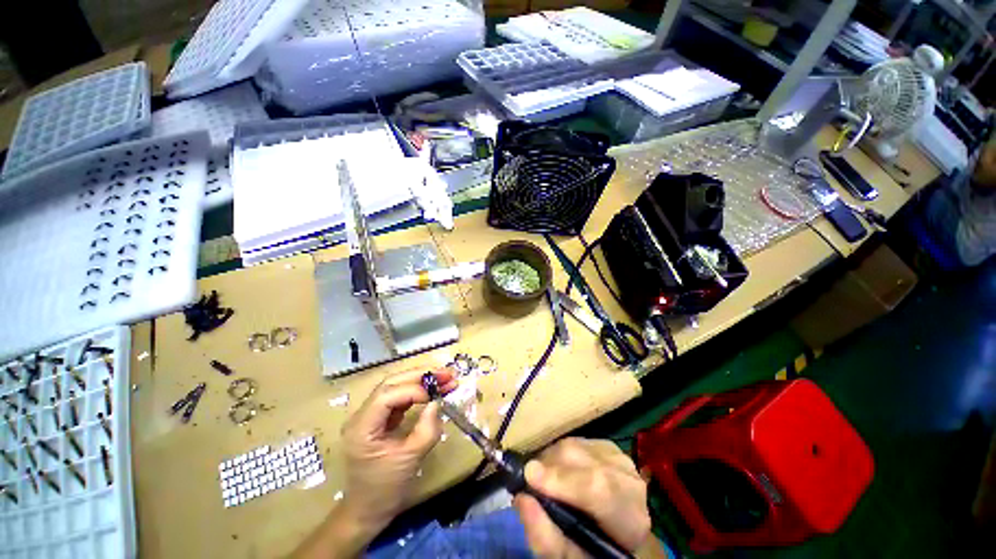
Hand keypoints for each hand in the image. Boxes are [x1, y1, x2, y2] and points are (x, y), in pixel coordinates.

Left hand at [338, 368, 456, 533]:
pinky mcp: (379, 419)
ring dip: (421, 380)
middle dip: (421, 376)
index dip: (414, 390)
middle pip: (391, 383)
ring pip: (396, 387)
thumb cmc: (385, 489)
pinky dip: (417, 392)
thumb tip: (437, 402)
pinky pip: (399, 398)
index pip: (388, 395)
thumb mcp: (410, 459)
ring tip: (445, 379)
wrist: (367, 512)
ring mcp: (370, 415)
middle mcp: (362, 415)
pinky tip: (432, 392)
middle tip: (447, 374)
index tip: (437, 395)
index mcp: (362, 427)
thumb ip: (427, 429)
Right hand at [514, 438, 651, 557]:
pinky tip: (562, 471)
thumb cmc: (593, 550)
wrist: (619, 534)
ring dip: (552, 460)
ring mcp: (618, 457)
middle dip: (548, 467)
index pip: (597, 487)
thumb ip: (545, 536)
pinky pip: (576, 441)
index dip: (560, 478)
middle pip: (580, 458)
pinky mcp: (609, 446)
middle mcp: (627, 478)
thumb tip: (521, 499)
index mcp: (628, 516)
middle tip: (532, 485)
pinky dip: (561, 454)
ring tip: (546, 480)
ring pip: (574, 445)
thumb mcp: (569, 557)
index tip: (528, 477)